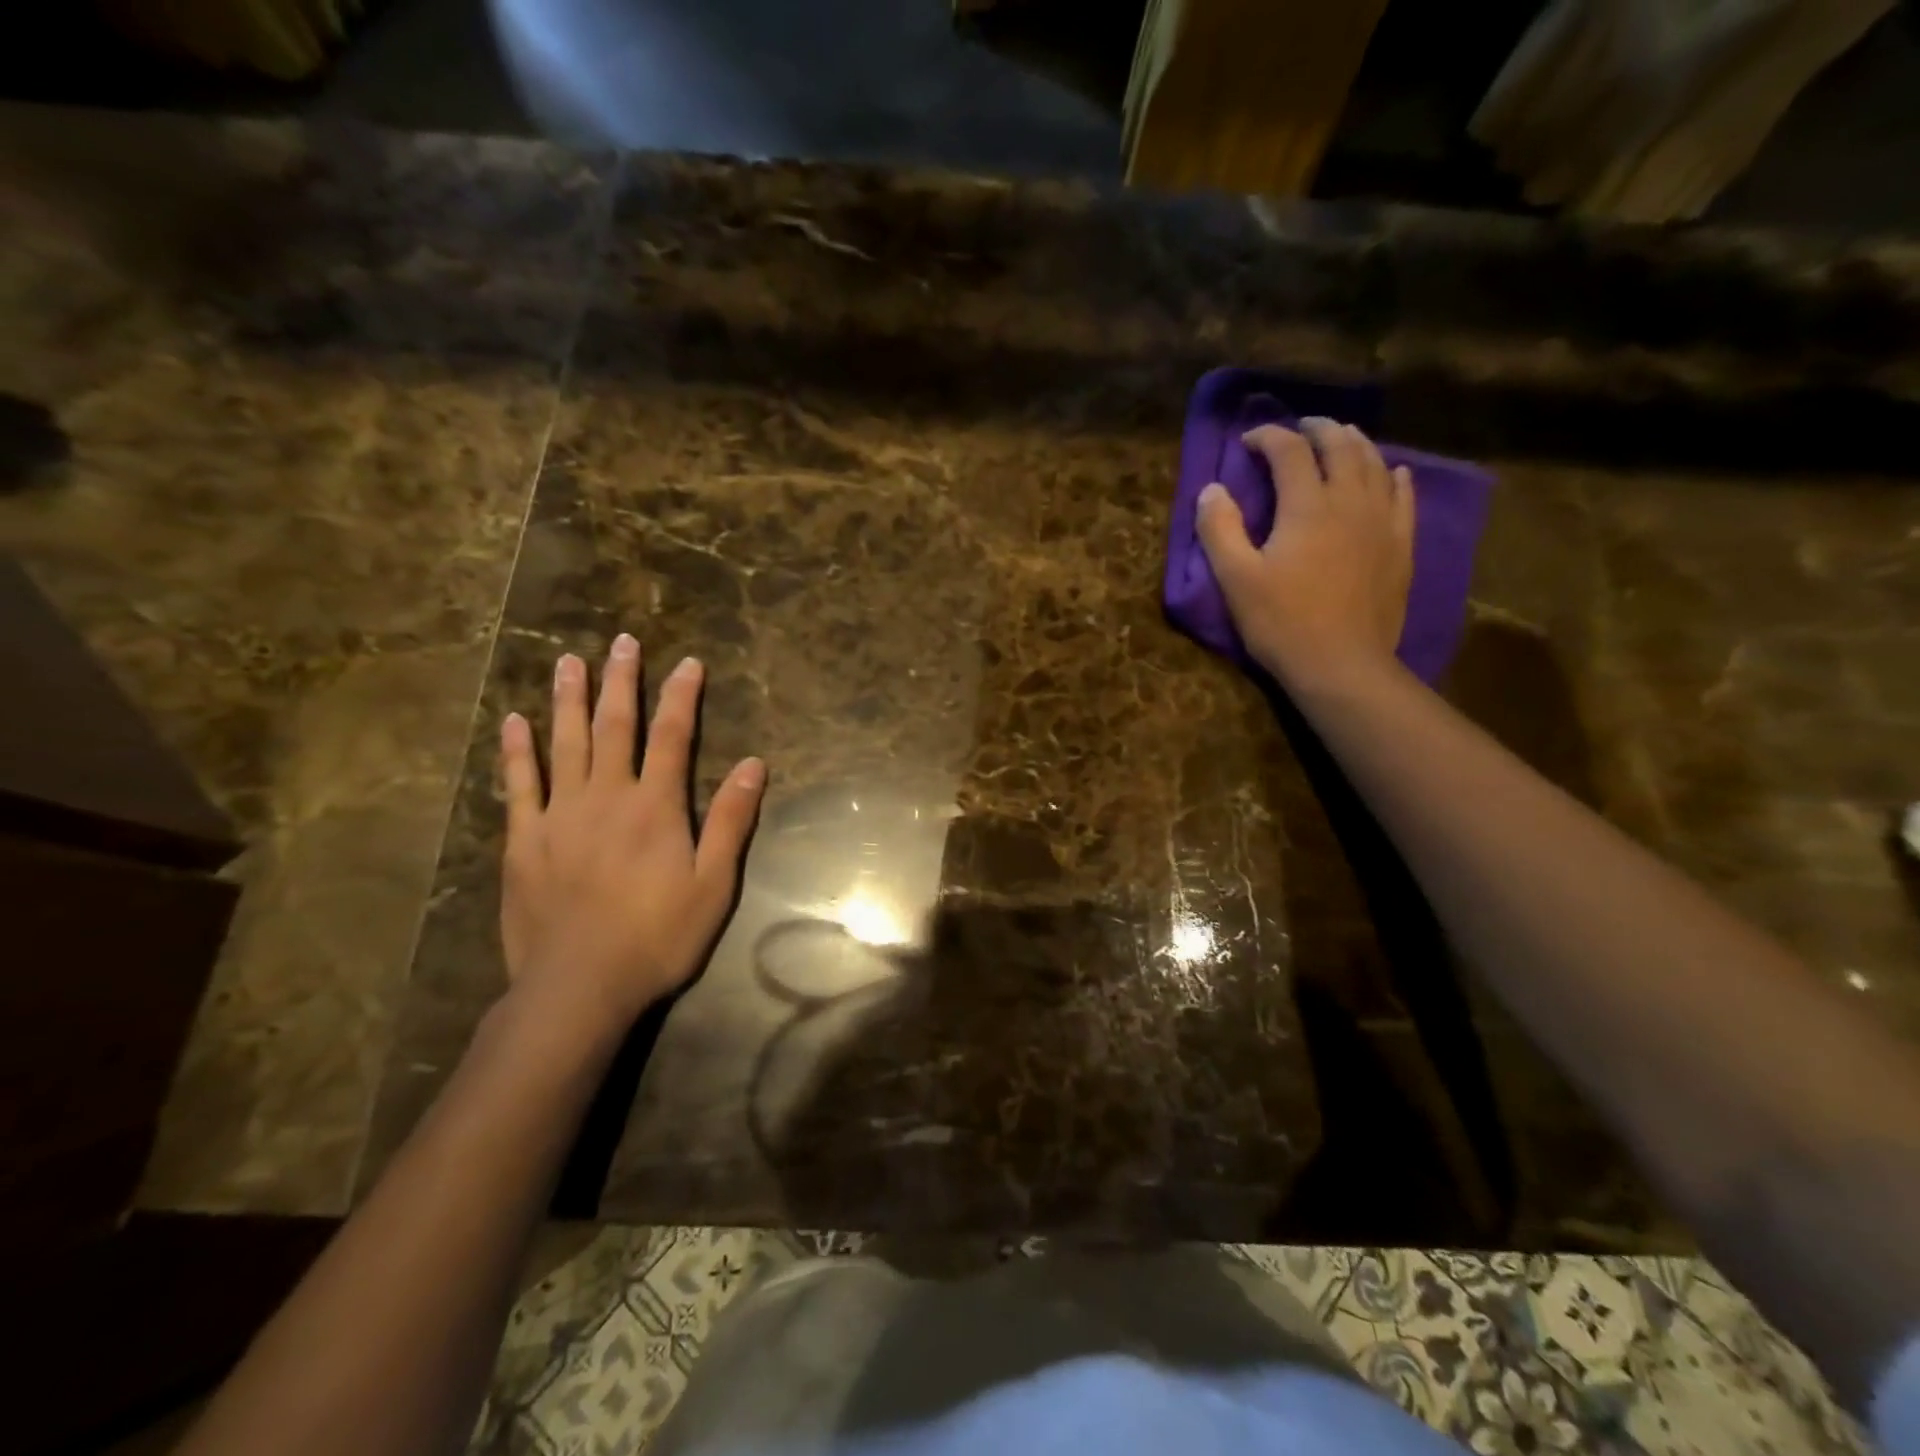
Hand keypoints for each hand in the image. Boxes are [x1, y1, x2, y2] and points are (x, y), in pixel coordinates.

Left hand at [497, 635, 765, 1026]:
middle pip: (615, 727)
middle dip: (622, 682)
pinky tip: (514, 722)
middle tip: (622, 642)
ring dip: (569, 700)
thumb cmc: (657, 937)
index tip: (687, 662)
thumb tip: (755, 765)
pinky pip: (518, 785)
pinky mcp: (523, 840)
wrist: (578, 985)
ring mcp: (559, 816)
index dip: (681, 697)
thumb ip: (730, 821)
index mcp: (655, 807)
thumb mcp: (713, 884)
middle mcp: (606, 797)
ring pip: (565, 744)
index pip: (672, 737)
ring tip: (569, 662)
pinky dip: (517, 751)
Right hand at [1195, 418, 1413, 689]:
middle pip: (1340, 446)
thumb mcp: (1236, 579)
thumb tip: (1211, 489)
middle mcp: (1350, 501)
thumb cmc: (1281, 622)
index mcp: (1306, 506)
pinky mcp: (1400, 546)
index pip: (1289, 451)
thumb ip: (1220, 529)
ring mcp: (1381, 522)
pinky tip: (1393, 473)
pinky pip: (1403, 498)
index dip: (1268, 437)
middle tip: (1300, 427)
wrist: (1341, 664)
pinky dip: (1394, 477)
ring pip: (1375, 464)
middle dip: (1318, 429)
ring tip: (1342, 438)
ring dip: (1355, 444)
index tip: (1249, 441)